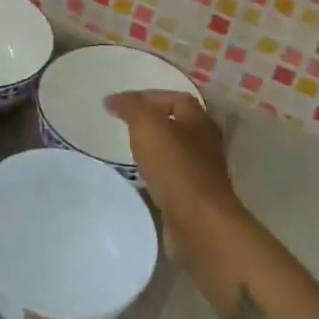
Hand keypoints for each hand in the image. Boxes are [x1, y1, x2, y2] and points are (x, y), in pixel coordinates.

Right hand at [105, 91, 242, 258]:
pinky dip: (155, 174)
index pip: (174, 98)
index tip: (119, 104)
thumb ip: (130, 107)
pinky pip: (171, 178)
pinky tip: (139, 179)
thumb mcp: (147, 126)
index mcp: (199, 120)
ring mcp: (202, 172)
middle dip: (151, 123)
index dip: (147, 97)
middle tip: (123, 125)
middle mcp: (205, 143)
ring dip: (153, 150)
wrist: (198, 222)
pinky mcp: (194, 198)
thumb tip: (112, 99)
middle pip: (177, 124)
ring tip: (127, 151)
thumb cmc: (175, 166)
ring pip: (174, 152)